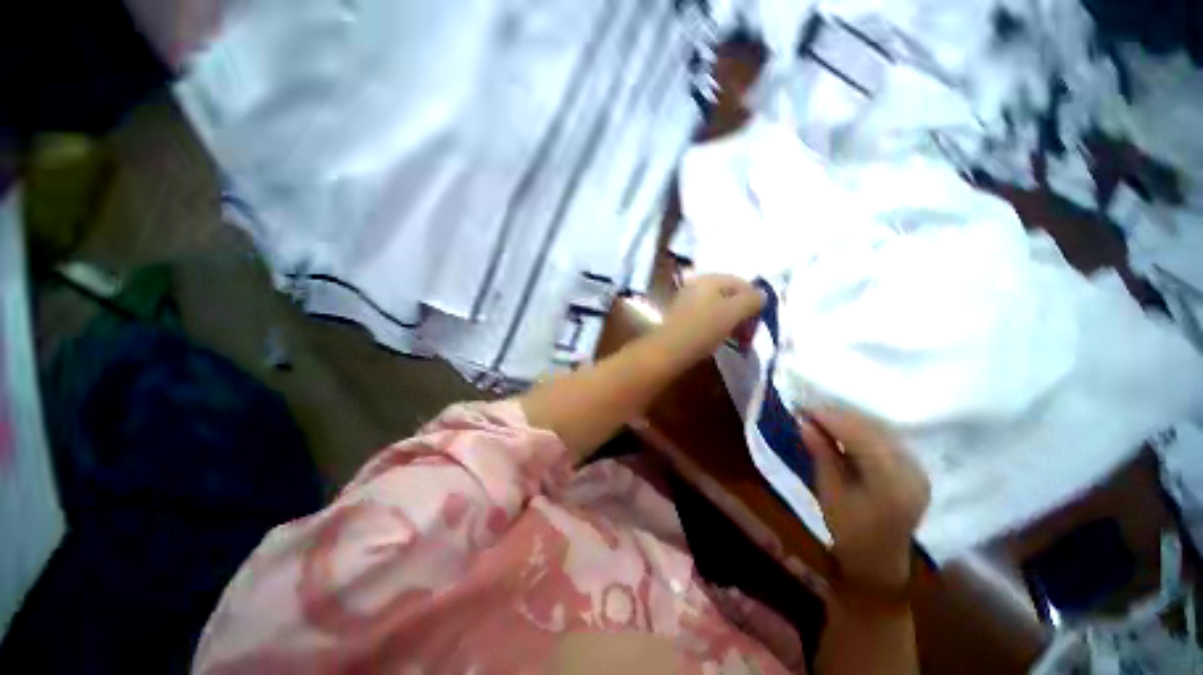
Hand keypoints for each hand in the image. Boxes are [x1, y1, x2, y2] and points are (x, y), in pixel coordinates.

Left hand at [656, 274, 764, 365]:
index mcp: (710, 279)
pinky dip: (718, 325)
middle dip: (743, 312)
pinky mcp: (683, 316)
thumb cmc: (703, 328)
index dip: (754, 300)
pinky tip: (720, 338)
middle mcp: (697, 284)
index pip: (741, 282)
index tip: (759, 320)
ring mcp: (688, 300)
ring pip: (719, 306)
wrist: (669, 350)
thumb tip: (762, 295)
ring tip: (738, 338)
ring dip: (732, 321)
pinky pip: (707, 316)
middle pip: (730, 294)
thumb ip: (751, 300)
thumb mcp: (733, 313)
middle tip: (749, 331)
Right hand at [797, 407, 929, 588]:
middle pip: (874, 430)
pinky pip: (887, 438)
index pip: (862, 438)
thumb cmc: (849, 530)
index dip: (832, 419)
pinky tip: (843, 428)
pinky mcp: (914, 467)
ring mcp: (917, 469)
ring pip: (882, 430)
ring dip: (850, 420)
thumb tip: (803, 422)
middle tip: (809, 410)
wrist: (878, 558)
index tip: (803, 409)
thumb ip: (821, 453)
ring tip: (822, 416)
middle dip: (839, 416)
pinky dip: (862, 429)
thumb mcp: (829, 491)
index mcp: (891, 484)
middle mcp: (911, 472)